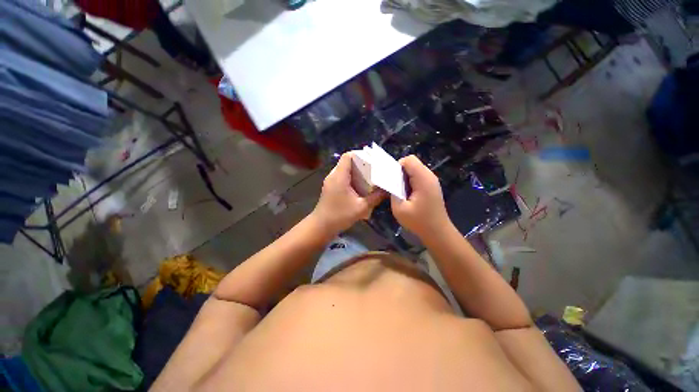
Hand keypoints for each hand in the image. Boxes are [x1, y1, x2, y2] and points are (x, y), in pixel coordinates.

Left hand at [311, 153, 385, 234]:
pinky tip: (361, 187)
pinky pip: (343, 177)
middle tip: (375, 170)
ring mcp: (331, 181)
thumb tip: (387, 190)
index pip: (348, 156)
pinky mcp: (331, 187)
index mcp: (340, 176)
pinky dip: (352, 178)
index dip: (360, 155)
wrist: (321, 227)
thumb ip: (376, 197)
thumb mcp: (361, 207)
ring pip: (345, 170)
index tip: (373, 161)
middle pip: (347, 162)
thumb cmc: (340, 216)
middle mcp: (334, 175)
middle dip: (362, 164)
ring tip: (370, 177)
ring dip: (357, 172)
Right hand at [390, 155, 451, 240]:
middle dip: (400, 172)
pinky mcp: (431, 186)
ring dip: (404, 178)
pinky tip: (407, 195)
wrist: (438, 232)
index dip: (397, 167)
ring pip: (414, 170)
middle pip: (412, 163)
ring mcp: (431, 181)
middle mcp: (429, 176)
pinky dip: (410, 182)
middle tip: (394, 187)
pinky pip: (418, 177)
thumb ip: (392, 192)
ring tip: (400, 192)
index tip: (392, 180)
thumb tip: (390, 183)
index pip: (409, 160)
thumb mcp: (400, 209)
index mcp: (423, 179)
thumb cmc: (419, 221)